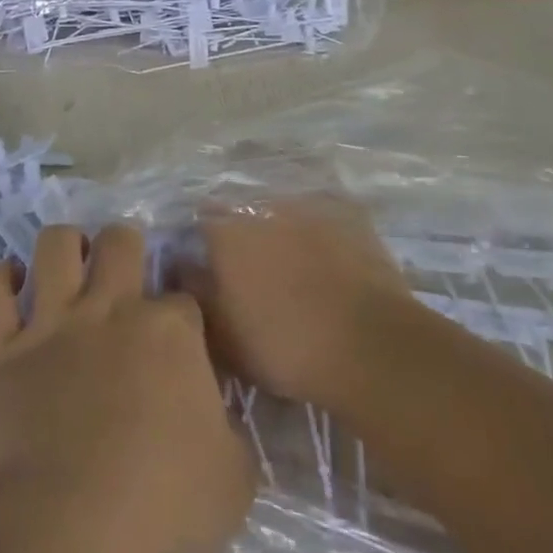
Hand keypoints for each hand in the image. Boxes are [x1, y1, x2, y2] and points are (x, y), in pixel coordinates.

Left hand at [0, 224, 255, 552]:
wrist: (65, 536)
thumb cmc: (160, 511)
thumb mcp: (233, 479)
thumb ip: (228, 431)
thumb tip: (213, 414)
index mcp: (170, 332)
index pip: (184, 296)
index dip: (184, 310)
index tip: (182, 332)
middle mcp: (110, 310)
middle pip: (119, 241)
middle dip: (125, 247)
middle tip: (123, 277)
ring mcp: (51, 324)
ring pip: (54, 245)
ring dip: (64, 245)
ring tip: (69, 264)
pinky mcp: (1, 349)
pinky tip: (11, 283)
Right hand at [188, 194, 411, 408]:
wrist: (371, 346)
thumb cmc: (283, 344)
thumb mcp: (221, 334)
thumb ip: (194, 292)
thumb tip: (181, 264)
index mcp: (226, 230)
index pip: (200, 222)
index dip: (203, 245)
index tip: (209, 269)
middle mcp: (263, 206)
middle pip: (243, 215)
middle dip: (244, 237)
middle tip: (253, 274)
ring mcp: (310, 207)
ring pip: (285, 215)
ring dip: (283, 234)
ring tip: (296, 271)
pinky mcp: (350, 216)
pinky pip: (325, 220)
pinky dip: (322, 237)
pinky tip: (330, 264)